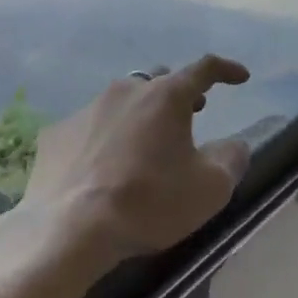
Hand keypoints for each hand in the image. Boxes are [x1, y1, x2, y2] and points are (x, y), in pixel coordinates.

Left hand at [22, 55, 252, 262]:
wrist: (71, 229)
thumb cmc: (150, 202)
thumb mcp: (210, 188)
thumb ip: (231, 159)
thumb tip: (234, 145)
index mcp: (166, 96)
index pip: (204, 68)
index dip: (226, 70)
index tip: (240, 77)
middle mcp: (125, 90)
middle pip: (159, 81)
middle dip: (179, 93)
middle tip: (192, 112)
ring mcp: (86, 109)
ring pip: (122, 100)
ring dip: (141, 114)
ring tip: (147, 142)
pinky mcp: (56, 133)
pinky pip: (90, 126)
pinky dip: (106, 137)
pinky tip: (105, 164)